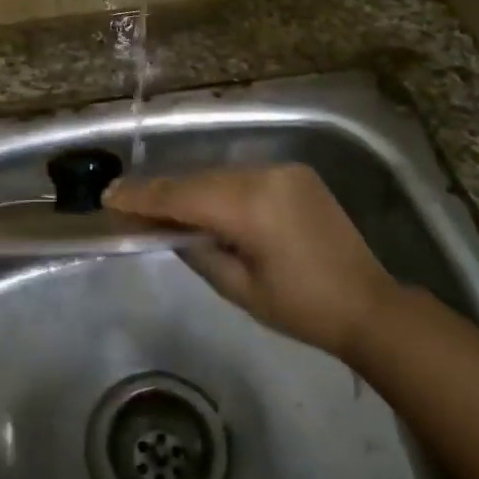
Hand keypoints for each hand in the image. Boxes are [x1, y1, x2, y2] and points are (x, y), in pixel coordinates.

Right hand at [105, 163, 394, 357]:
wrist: (369, 304)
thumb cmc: (301, 308)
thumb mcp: (239, 289)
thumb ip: (196, 250)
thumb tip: (166, 228)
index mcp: (252, 207)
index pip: (183, 196)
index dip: (143, 197)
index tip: (109, 197)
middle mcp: (265, 176)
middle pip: (198, 181)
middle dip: (161, 192)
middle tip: (125, 201)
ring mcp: (283, 170)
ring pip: (219, 176)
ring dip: (189, 190)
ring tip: (158, 205)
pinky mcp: (294, 173)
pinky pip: (242, 177)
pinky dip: (217, 189)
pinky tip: (201, 203)